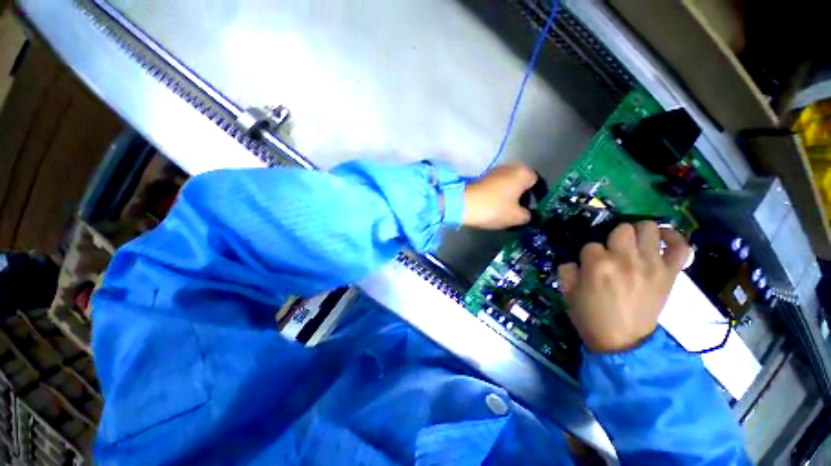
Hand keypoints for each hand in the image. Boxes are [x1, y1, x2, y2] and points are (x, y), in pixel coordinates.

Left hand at [463, 164, 536, 229]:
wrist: (464, 204)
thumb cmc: (494, 208)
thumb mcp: (517, 217)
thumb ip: (528, 216)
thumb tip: (527, 214)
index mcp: (523, 173)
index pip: (536, 183)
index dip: (536, 197)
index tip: (532, 210)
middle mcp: (510, 167)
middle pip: (521, 183)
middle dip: (521, 197)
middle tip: (518, 212)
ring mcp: (494, 171)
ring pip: (507, 185)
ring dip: (508, 196)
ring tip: (505, 212)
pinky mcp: (481, 177)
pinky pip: (495, 187)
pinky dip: (497, 195)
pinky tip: (493, 207)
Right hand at [557, 222, 690, 352]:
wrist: (622, 341)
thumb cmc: (590, 316)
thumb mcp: (567, 292)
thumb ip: (567, 269)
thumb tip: (576, 261)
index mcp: (597, 265)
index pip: (590, 244)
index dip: (588, 255)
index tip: (589, 266)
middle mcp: (625, 259)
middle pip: (622, 229)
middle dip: (613, 238)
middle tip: (611, 252)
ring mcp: (651, 265)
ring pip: (649, 229)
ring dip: (639, 233)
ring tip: (634, 244)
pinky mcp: (670, 273)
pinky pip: (681, 247)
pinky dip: (674, 239)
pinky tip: (662, 239)